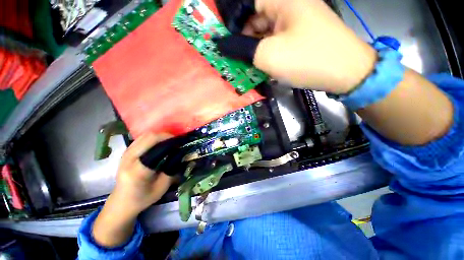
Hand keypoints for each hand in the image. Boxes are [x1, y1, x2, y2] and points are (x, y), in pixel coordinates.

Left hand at [93, 133, 173, 247]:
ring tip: (170, 141)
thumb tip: (183, 154)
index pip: (154, 146)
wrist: (121, 202)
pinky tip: (160, 144)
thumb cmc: (143, 197)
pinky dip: (154, 138)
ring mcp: (126, 153)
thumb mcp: (162, 186)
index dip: (169, 140)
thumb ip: (172, 169)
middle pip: (149, 136)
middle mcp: (129, 158)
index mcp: (138, 169)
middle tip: (177, 141)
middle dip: (166, 135)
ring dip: (160, 135)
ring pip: (145, 135)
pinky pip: (142, 138)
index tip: (181, 142)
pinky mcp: (126, 152)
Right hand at [216, 0, 376, 93]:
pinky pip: (274, 40)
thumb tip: (221, 44)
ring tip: (246, 64)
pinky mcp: (298, 34)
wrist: (345, 72)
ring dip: (252, 48)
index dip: (229, 24)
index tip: (223, 44)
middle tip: (233, 58)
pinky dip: (264, 52)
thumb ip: (241, 48)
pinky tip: (261, 64)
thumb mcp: (267, 55)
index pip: (243, 4)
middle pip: (253, 18)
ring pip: (263, 31)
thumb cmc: (306, 59)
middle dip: (241, 39)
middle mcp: (286, 4)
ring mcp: (293, 20)